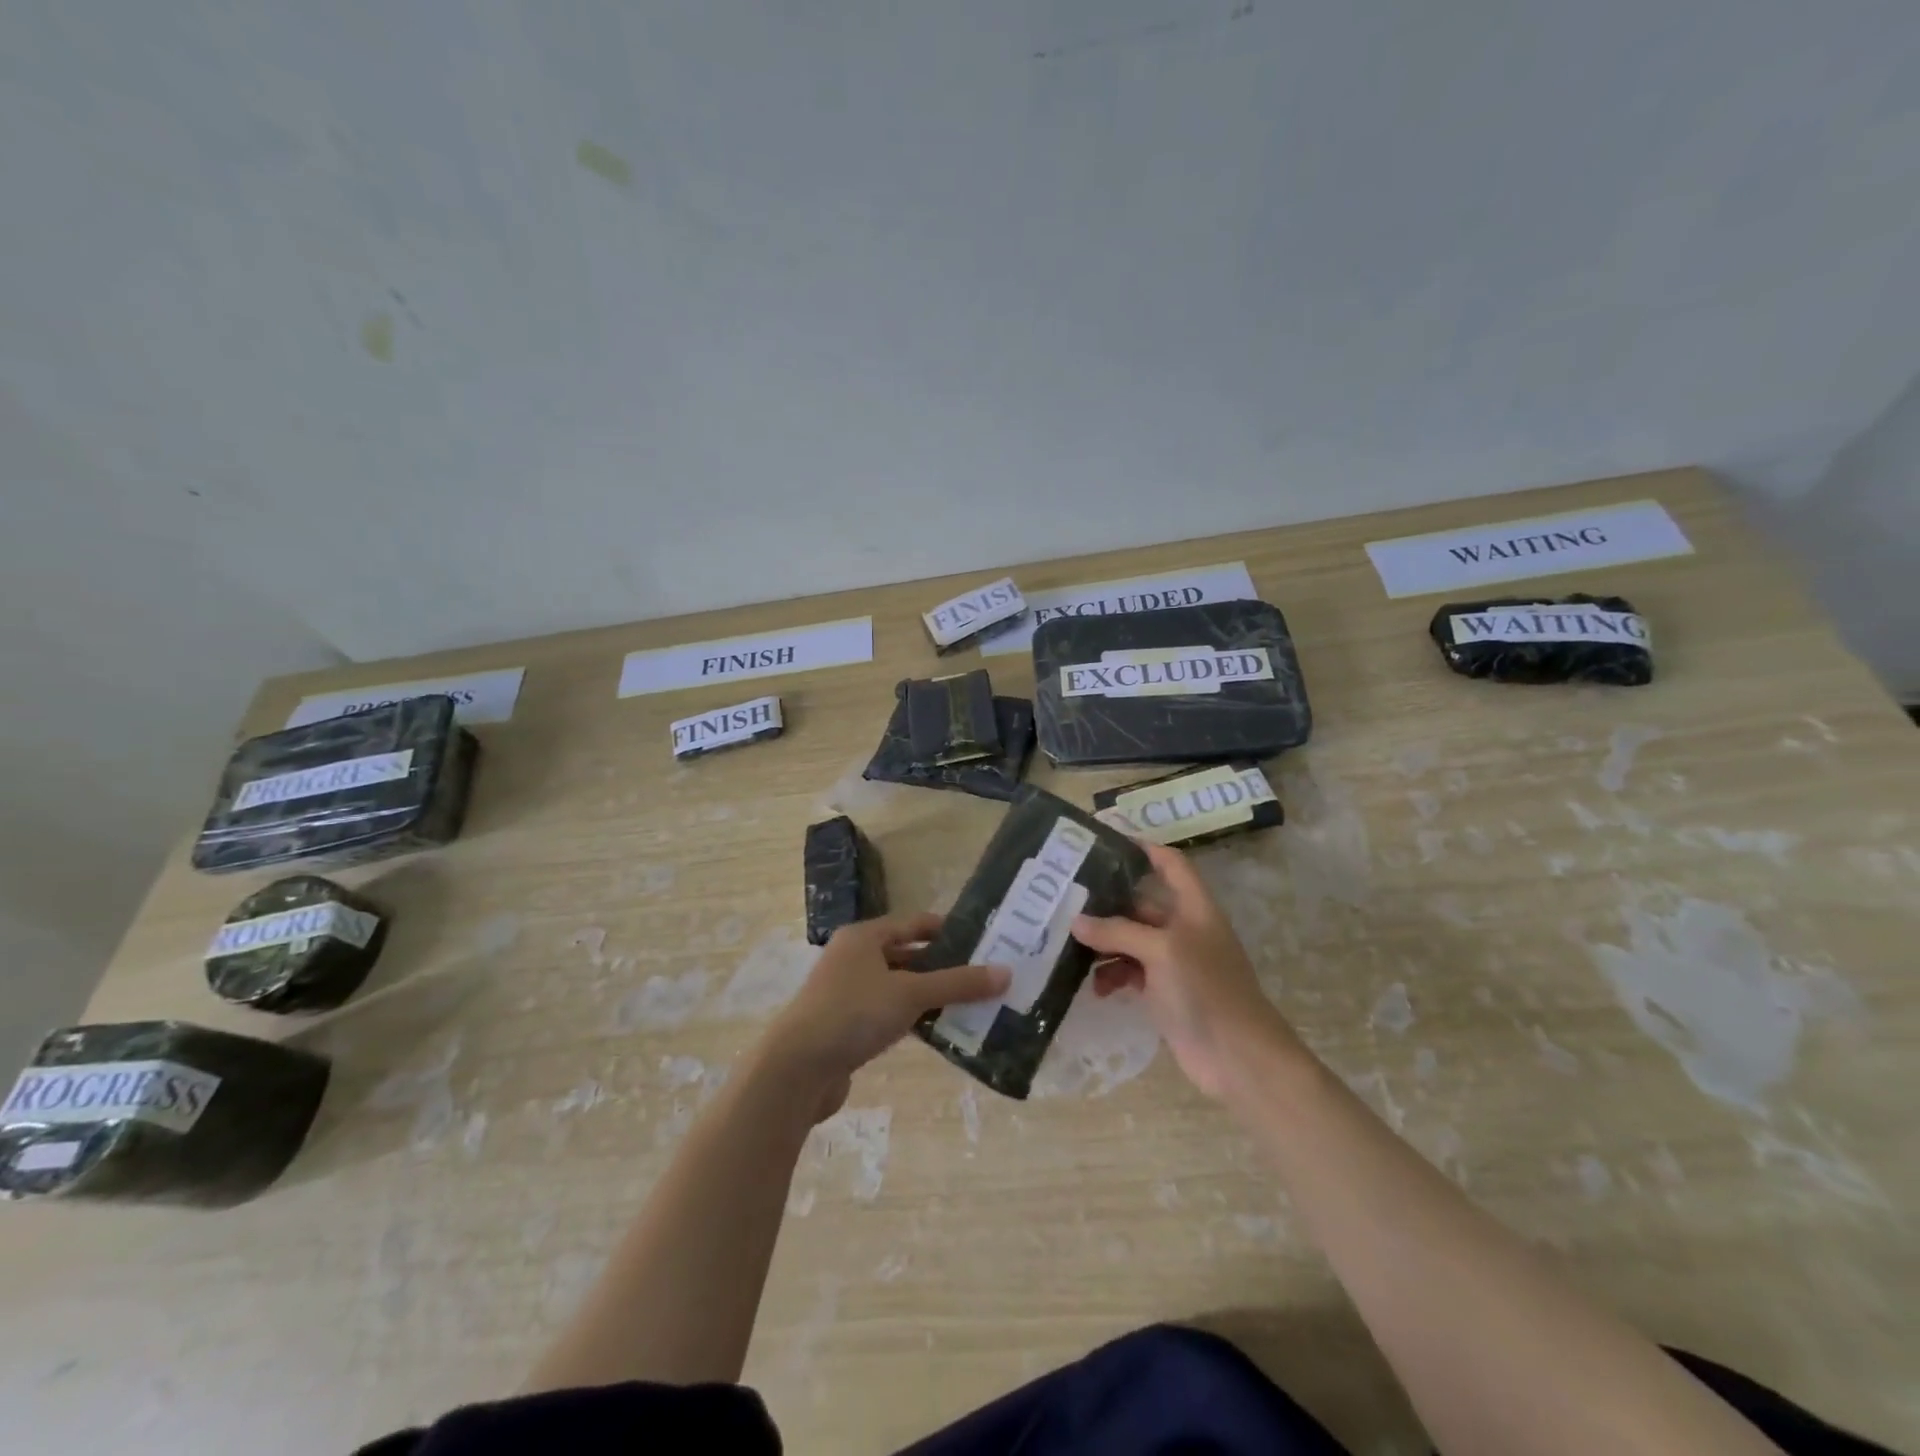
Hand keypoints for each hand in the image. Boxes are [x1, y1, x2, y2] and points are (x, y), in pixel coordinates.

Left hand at [764, 912, 1009, 1120]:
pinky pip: (888, 1014)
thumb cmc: (852, 1015)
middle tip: (984, 976)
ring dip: (930, 995)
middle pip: (907, 955)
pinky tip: (938, 1031)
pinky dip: (912, 1019)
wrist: (795, 1070)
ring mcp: (847, 993)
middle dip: (943, 966)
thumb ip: (958, 983)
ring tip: (971, 1005)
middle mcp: (854, 958)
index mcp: (864, 937)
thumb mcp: (910, 994)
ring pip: (899, 987)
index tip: (982, 941)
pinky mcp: (846, 1026)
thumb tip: (1006, 973)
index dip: (947, 930)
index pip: (914, 924)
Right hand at [1072, 840, 1302, 1099]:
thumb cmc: (1206, 990)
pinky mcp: (1164, 992)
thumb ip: (1118, 931)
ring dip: (1104, 943)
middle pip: (1141, 903)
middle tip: (1065, 899)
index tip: (1107, 841)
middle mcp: (1183, 928)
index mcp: (1193, 908)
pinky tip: (1096, 987)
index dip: (1145, 848)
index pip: (1171, 864)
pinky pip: (1130, 972)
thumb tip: (1076, 921)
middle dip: (1107, 902)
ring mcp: (1173, 962)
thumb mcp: (1161, 950)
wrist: (1238, 1058)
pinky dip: (1112, 975)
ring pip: (1130, 939)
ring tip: (1071, 948)